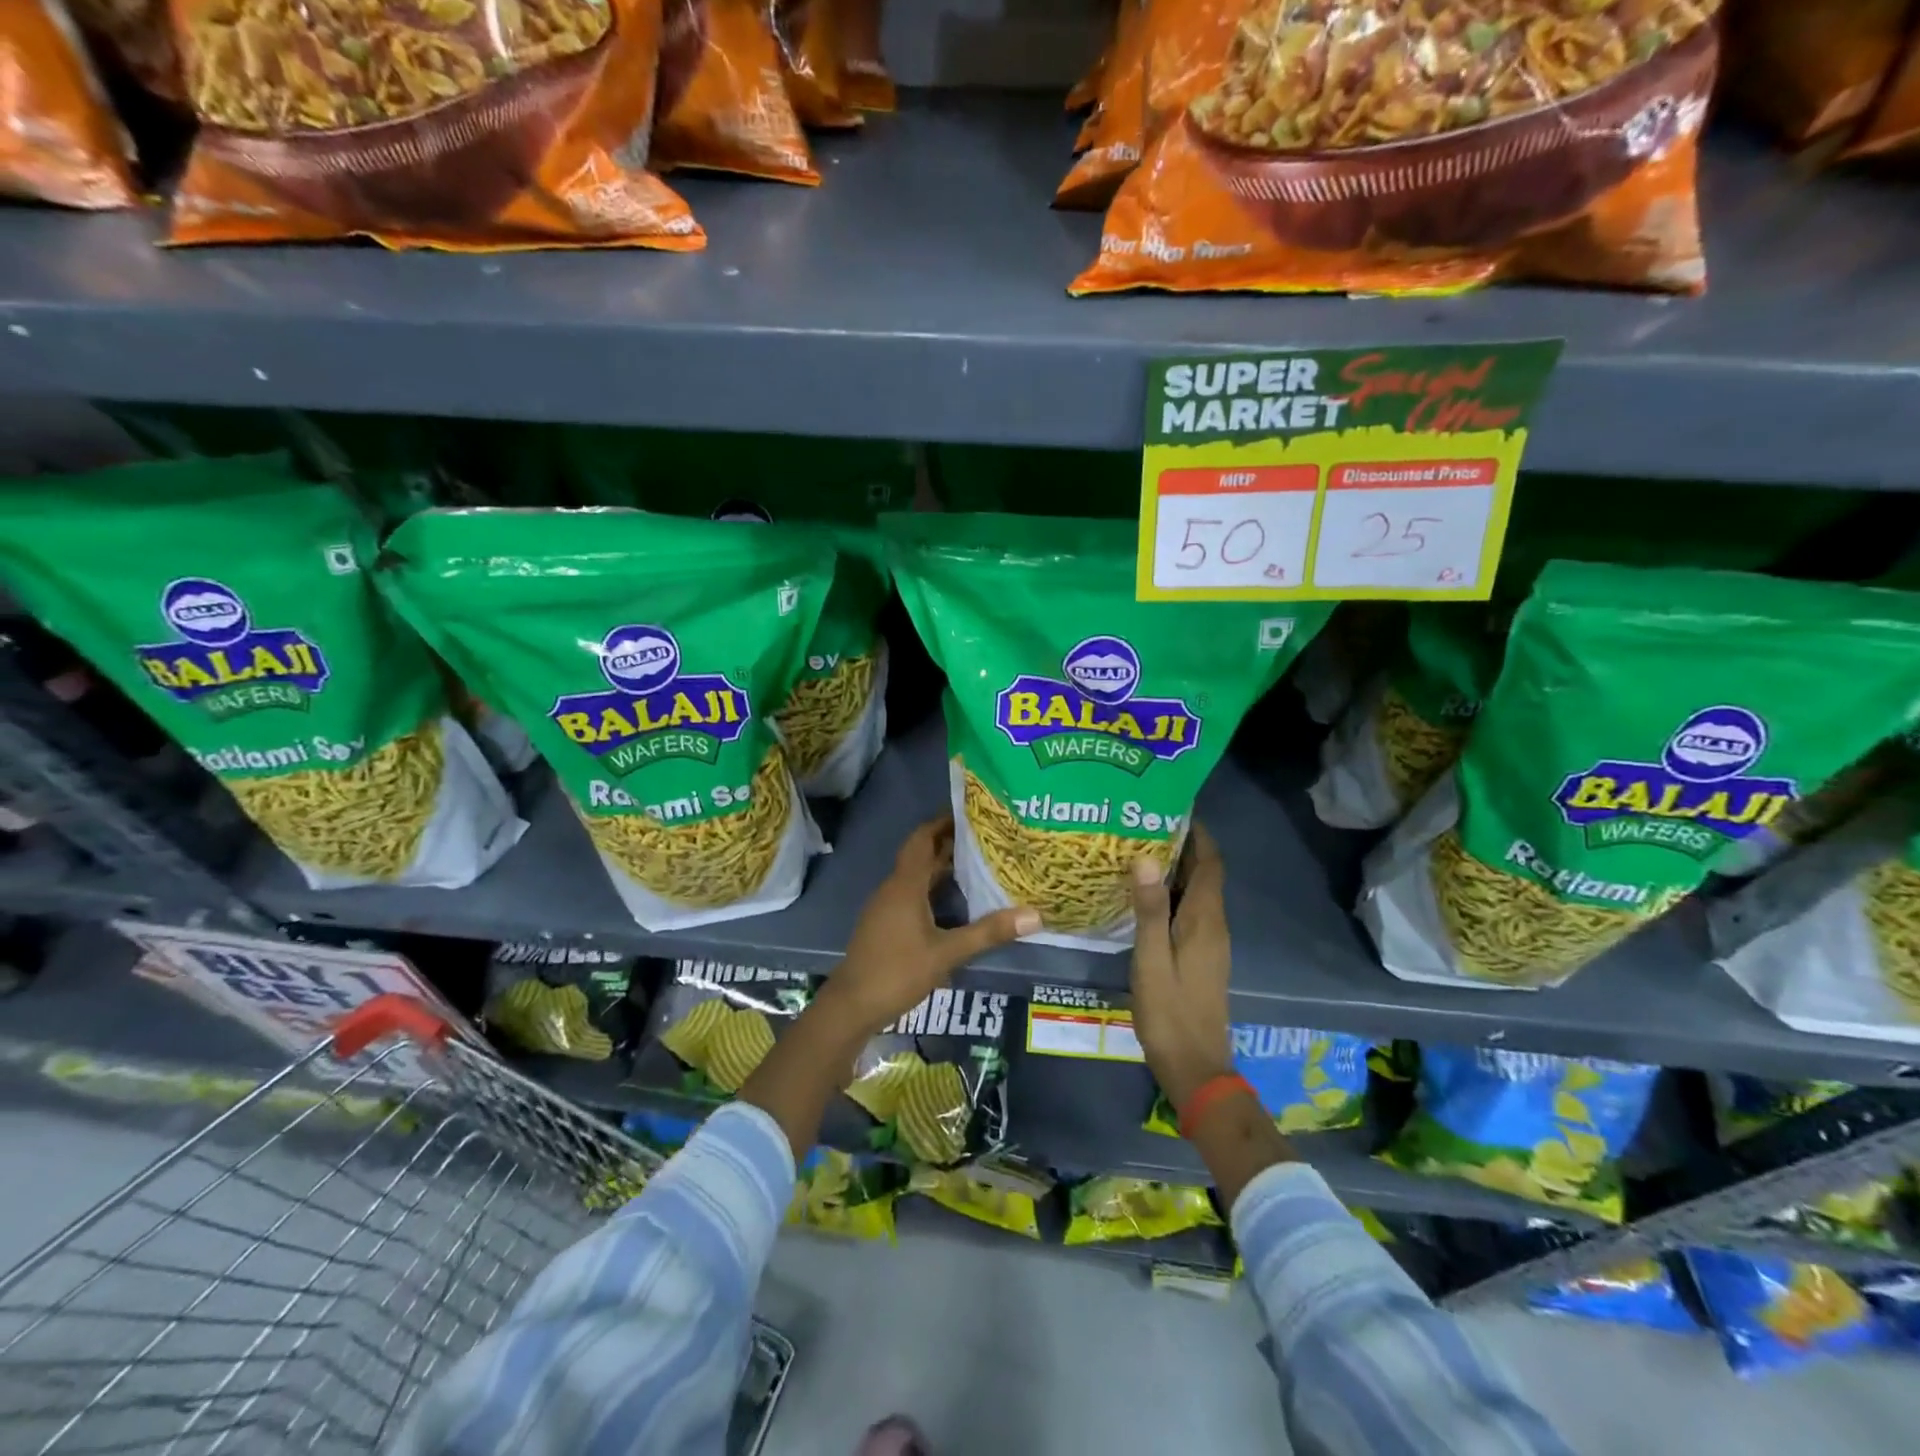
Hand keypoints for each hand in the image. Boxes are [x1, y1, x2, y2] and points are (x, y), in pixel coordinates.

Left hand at [817, 816, 1038, 1039]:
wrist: (851, 1005)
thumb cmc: (897, 972)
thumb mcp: (947, 953)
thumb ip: (988, 932)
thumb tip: (1034, 915)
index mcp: (905, 885)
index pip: (923, 839)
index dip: (942, 822)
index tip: (969, 811)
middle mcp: (893, 888)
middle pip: (920, 854)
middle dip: (947, 842)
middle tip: (982, 836)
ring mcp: (885, 906)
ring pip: (915, 875)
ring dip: (940, 866)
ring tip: (974, 862)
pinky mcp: (884, 923)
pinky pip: (910, 893)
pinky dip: (931, 887)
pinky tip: (952, 901)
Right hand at [1131, 822, 1232, 1114]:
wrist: (1195, 1067)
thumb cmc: (1170, 1011)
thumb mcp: (1152, 959)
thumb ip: (1148, 910)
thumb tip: (1144, 858)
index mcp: (1206, 920)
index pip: (1210, 863)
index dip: (1198, 834)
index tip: (1173, 808)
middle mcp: (1214, 925)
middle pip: (1205, 874)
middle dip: (1182, 846)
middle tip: (1144, 824)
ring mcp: (1209, 943)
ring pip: (1197, 893)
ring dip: (1176, 869)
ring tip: (1138, 850)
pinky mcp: (1200, 957)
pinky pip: (1189, 911)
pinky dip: (1172, 894)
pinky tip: (1143, 896)